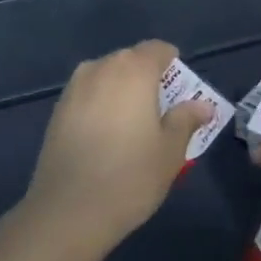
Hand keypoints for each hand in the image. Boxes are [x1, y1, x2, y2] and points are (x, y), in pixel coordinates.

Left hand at [20, 40, 213, 260]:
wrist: (68, 211)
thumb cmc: (130, 177)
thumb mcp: (170, 151)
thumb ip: (186, 120)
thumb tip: (203, 105)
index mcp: (134, 70)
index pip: (157, 49)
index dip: (172, 63)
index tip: (180, 88)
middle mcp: (101, 68)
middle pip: (130, 60)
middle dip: (147, 77)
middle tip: (160, 109)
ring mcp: (74, 88)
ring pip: (106, 76)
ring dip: (121, 90)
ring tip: (132, 123)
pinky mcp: (57, 110)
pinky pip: (87, 95)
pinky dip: (100, 104)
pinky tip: (106, 135)